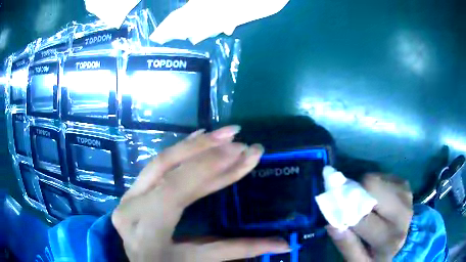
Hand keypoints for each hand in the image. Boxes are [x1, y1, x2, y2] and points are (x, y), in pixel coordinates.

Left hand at [112, 126, 290, 261]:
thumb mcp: (197, 261)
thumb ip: (238, 251)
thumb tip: (283, 243)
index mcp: (147, 228)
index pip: (176, 189)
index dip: (209, 167)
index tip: (241, 151)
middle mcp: (132, 205)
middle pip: (166, 168)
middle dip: (205, 150)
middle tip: (239, 139)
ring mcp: (130, 195)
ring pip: (161, 161)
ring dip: (194, 145)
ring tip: (223, 133)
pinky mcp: (134, 191)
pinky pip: (157, 166)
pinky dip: (180, 151)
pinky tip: (197, 138)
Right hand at [326, 174, 412, 260]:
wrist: (400, 241)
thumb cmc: (377, 255)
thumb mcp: (359, 261)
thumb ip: (347, 246)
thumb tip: (332, 224)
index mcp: (389, 239)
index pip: (361, 217)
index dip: (344, 209)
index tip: (334, 208)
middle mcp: (402, 214)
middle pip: (372, 186)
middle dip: (356, 192)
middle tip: (350, 203)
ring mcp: (406, 196)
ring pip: (376, 178)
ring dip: (365, 189)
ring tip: (364, 203)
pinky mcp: (406, 185)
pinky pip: (383, 176)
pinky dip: (375, 185)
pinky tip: (376, 198)